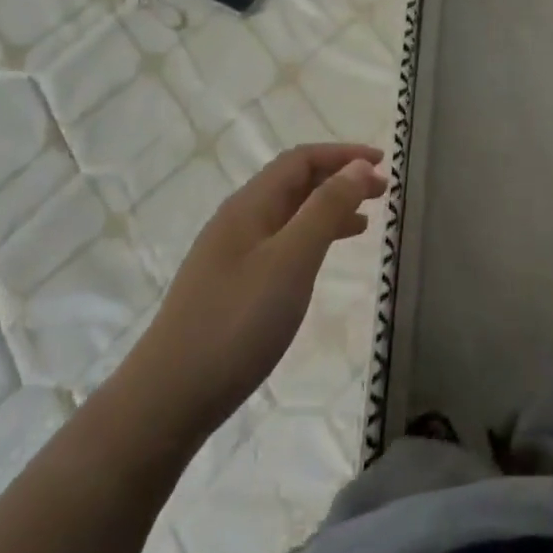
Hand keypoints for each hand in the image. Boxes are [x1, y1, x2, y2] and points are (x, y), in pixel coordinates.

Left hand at [134, 143, 386, 443]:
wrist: (169, 397)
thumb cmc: (237, 323)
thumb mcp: (291, 261)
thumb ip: (325, 209)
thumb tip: (359, 166)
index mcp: (249, 205)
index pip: (300, 160)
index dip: (343, 155)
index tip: (383, 163)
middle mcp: (238, 220)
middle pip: (293, 183)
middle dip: (339, 179)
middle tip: (382, 193)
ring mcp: (231, 255)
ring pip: (288, 215)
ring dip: (327, 209)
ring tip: (364, 221)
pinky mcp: (231, 286)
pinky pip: (280, 244)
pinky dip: (310, 239)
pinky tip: (323, 259)